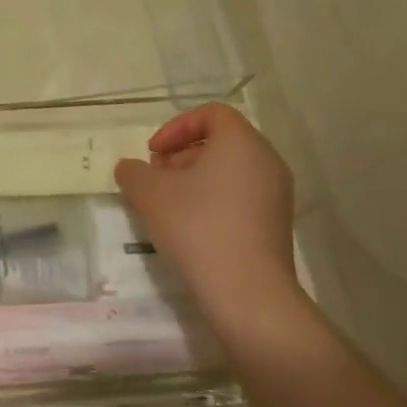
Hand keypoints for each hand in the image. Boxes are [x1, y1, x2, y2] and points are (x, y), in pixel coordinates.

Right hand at [114, 105, 302, 326]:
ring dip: (196, 178)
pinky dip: (214, 199)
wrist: (246, 292)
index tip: (153, 153)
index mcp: (241, 142)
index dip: (176, 127)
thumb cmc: (197, 228)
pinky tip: (191, 227)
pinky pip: (241, 195)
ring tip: (169, 205)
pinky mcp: (276, 223)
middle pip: (222, 141)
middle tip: (156, 178)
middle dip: (182, 154)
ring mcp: (276, 194)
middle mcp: (266, 160)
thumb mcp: (149, 195)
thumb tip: (130, 168)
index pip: (211, 113)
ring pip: (231, 170)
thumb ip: (133, 172)